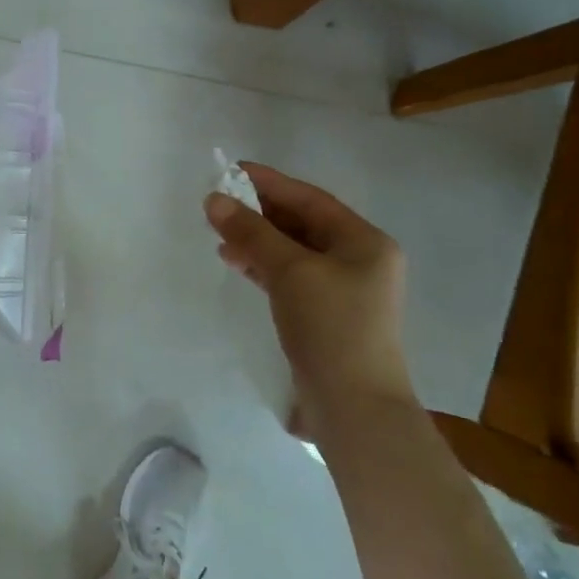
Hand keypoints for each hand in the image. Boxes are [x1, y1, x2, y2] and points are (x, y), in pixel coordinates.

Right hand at [204, 163, 414, 433]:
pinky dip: (264, 267)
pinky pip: (291, 278)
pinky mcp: (327, 317)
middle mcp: (360, 261)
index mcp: (365, 242)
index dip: (270, 183)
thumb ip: (252, 232)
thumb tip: (214, 199)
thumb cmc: (331, 327)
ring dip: (258, 240)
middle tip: (220, 203)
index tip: (232, 170)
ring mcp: (345, 292)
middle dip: (260, 213)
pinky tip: (237, 263)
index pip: (311, 200)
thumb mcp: (290, 271)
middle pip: (303, 224)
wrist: (354, 408)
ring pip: (294, 252)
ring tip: (221, 235)